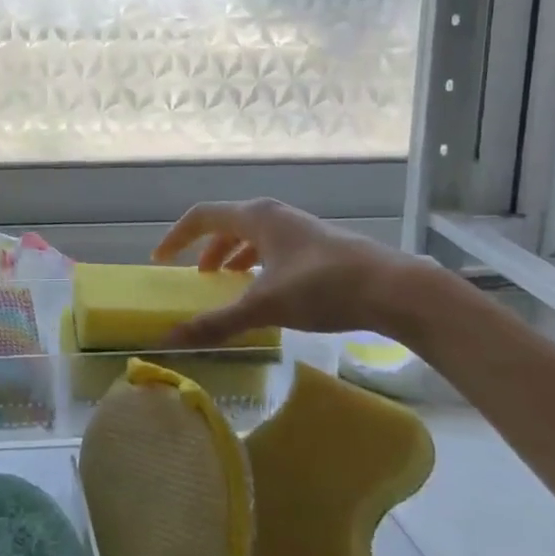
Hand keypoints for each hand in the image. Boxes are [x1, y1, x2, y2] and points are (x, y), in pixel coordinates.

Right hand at [152, 199, 419, 345]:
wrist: (394, 289)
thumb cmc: (322, 287)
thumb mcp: (264, 307)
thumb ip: (217, 323)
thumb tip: (171, 340)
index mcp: (256, 216)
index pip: (202, 216)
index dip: (176, 237)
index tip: (161, 260)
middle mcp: (274, 215)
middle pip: (228, 224)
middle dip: (207, 249)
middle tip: (197, 278)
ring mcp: (299, 228)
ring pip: (254, 236)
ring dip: (234, 256)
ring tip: (228, 283)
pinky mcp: (319, 246)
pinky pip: (274, 248)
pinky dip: (259, 264)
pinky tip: (268, 290)